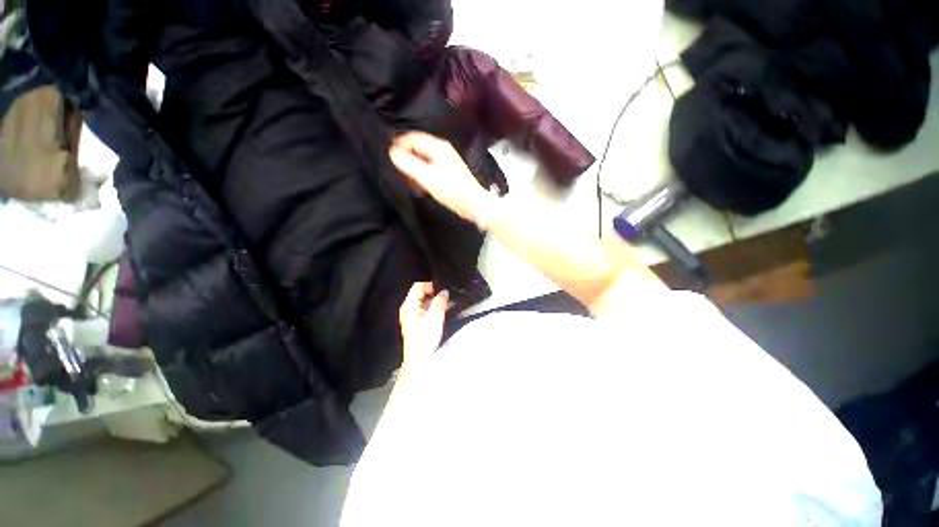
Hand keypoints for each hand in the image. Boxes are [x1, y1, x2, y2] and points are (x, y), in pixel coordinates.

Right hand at [389, 131, 493, 226]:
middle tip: (404, 177)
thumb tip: (392, 152)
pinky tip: (423, 188)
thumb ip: (409, 164)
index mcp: (437, 146)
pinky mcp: (447, 171)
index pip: (411, 137)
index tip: (392, 164)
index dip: (399, 147)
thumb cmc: (452, 191)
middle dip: (407, 161)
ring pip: (421, 159)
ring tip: (415, 185)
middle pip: (416, 148)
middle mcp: (441, 149)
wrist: (474, 204)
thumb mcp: (428, 178)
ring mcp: (445, 160)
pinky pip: (428, 168)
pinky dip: (423, 176)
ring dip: (414, 171)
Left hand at [398, 282, 448, 364]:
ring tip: (448, 305)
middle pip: (422, 295)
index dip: (431, 286)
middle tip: (447, 298)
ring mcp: (413, 317)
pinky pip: (427, 311)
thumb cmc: (424, 340)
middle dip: (435, 295)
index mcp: (409, 306)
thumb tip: (444, 292)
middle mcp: (409, 310)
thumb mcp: (435, 316)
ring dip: (437, 303)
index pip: (418, 287)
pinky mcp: (418, 324)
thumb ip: (440, 301)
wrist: (421, 358)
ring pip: (426, 303)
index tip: (441, 290)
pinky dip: (435, 310)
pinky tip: (444, 313)